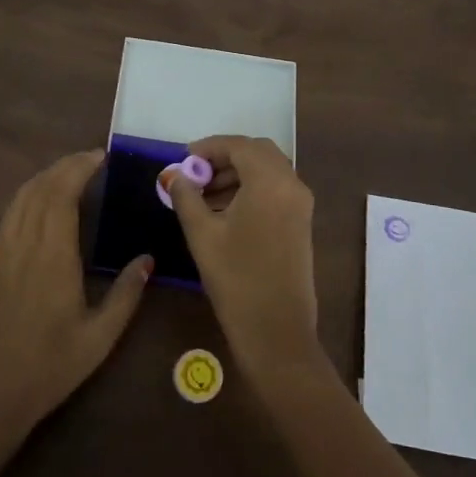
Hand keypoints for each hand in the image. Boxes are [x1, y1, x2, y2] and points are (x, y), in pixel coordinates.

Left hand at [0, 150, 150, 439]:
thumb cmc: (49, 368)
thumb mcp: (99, 337)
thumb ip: (126, 294)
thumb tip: (147, 259)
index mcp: (52, 255)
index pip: (63, 192)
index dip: (81, 166)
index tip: (103, 156)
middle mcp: (24, 243)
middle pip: (41, 186)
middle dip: (66, 165)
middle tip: (93, 159)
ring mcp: (2, 251)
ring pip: (22, 196)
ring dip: (46, 176)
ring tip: (72, 172)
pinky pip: (10, 214)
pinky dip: (28, 195)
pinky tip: (42, 203)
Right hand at [167, 136, 321, 381]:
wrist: (276, 330)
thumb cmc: (236, 279)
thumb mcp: (202, 234)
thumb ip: (186, 197)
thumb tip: (173, 175)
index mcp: (270, 181)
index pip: (239, 146)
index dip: (209, 147)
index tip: (183, 159)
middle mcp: (292, 185)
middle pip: (258, 153)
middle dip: (225, 158)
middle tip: (195, 174)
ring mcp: (301, 204)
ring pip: (268, 171)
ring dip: (238, 173)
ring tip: (204, 195)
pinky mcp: (302, 222)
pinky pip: (276, 189)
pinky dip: (252, 188)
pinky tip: (225, 211)